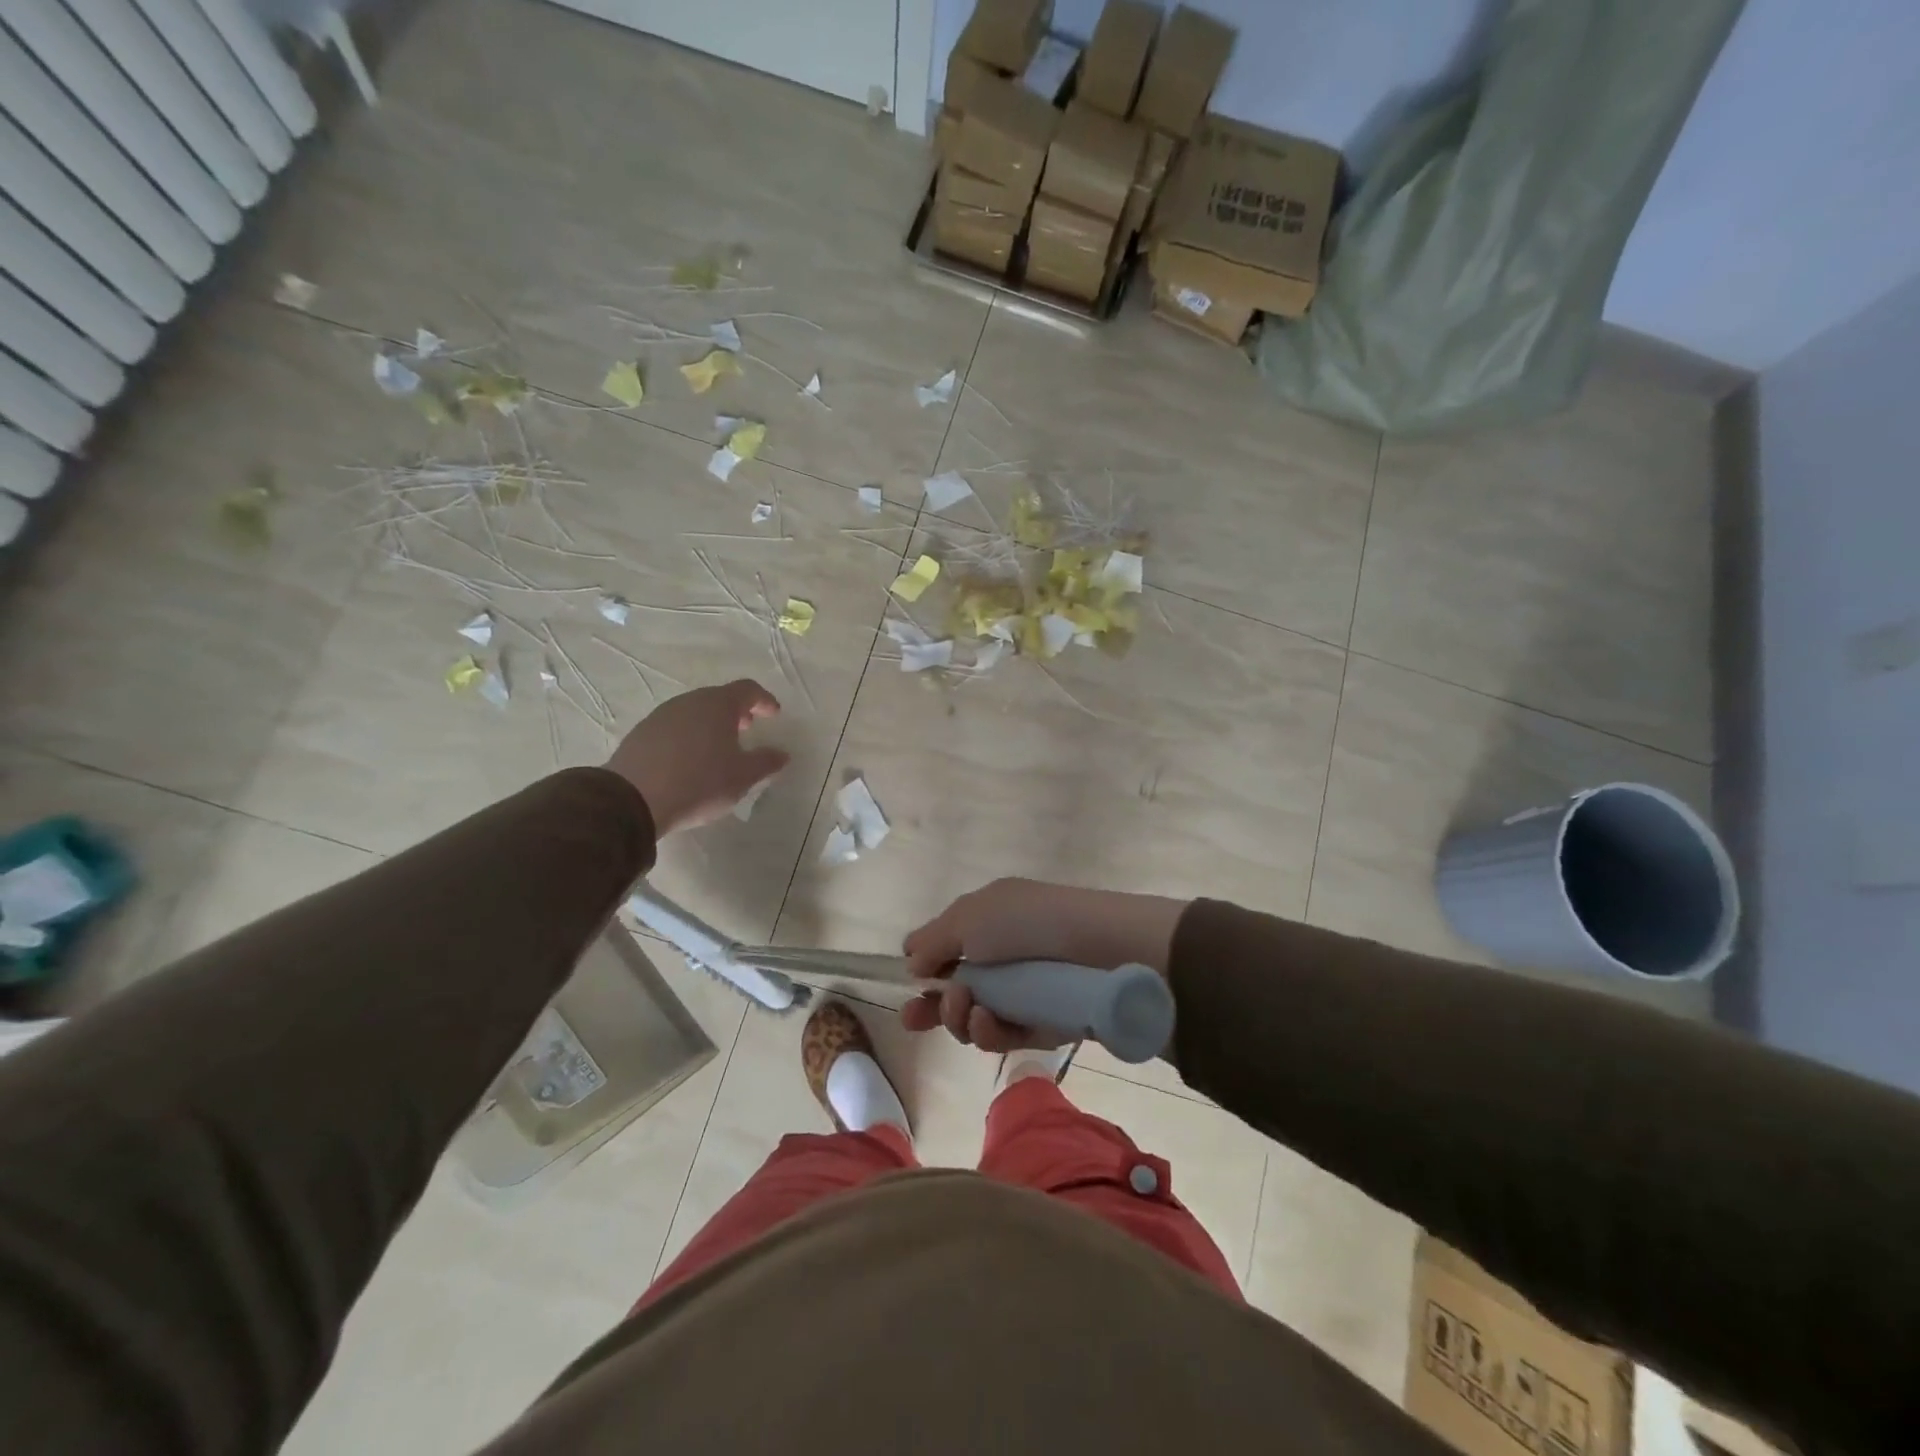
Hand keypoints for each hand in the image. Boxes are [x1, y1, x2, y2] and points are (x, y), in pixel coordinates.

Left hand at [605, 680, 788, 835]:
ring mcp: (662, 715)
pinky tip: (689, 759)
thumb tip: (782, 754)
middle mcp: (689, 701)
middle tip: (747, 728)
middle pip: (719, 698)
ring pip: (694, 711)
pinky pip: (674, 727)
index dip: (764, 700)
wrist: (633, 799)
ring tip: (718, 747)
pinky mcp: (642, 733)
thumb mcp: (742, 776)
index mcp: (718, 705)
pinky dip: (689, 735)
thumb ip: (766, 762)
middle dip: (736, 711)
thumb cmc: (700, 782)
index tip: (774, 713)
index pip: (748, 689)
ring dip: (710, 723)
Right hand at [900, 878, 1185, 1051]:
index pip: (948, 946)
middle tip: (912, 1018)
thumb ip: (933, 941)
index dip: (926, 965)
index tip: (909, 980)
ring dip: (958, 1017)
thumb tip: (910, 958)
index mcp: (987, 920)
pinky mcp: (1041, 1024)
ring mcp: (1021, 992)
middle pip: (956, 989)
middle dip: (932, 1006)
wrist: (1096, 950)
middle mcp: (1002, 955)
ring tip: (965, 1009)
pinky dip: (989, 1031)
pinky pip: (1003, 1035)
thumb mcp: (968, 918)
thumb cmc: (1025, 923)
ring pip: (974, 1018)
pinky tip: (986, 1020)